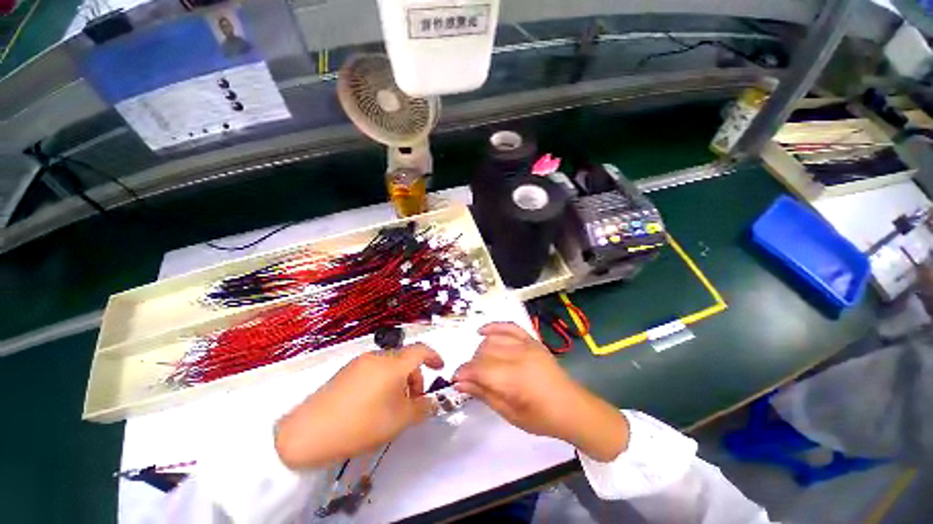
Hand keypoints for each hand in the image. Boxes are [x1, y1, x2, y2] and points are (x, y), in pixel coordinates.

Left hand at [274, 344, 442, 469]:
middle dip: (415, 376)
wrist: (307, 433)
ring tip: (393, 406)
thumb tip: (431, 402)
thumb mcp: (398, 421)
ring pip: (389, 365)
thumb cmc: (360, 424)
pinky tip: (374, 404)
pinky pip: (374, 370)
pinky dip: (384, 381)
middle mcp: (377, 357)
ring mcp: (359, 362)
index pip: (420, 350)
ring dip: (399, 380)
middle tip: (413, 401)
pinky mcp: (346, 371)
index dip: (434, 356)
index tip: (440, 368)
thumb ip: (421, 409)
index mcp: (393, 364)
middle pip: (405, 359)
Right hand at [454, 322, 629, 461]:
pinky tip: (482, 331)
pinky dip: (494, 327)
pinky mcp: (531, 339)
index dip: (463, 373)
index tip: (455, 380)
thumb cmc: (540, 418)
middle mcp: (518, 356)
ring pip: (493, 339)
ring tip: (481, 363)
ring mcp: (526, 344)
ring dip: (481, 349)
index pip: (479, 368)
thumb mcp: (509, 413)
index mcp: (514, 379)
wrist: (571, 406)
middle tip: (472, 377)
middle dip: (472, 364)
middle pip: (484, 352)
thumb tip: (459, 383)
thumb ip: (483, 394)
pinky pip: (509, 326)